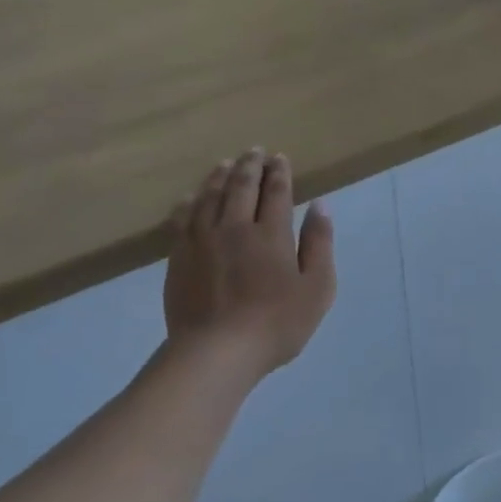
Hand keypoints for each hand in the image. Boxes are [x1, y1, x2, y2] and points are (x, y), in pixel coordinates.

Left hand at [161, 149, 335, 381]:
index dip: (279, 173)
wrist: (217, 351)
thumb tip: (321, 206)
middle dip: (250, 166)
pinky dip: (189, 202)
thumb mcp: (317, 288)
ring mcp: (202, 240)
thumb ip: (319, 244)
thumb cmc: (277, 323)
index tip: (280, 158)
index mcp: (272, 234)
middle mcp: (235, 227)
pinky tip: (190, 197)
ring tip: (226, 164)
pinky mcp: (179, 257)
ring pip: (210, 196)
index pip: (276, 192)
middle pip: (242, 187)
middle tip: (255, 151)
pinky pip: (182, 219)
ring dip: (220, 176)